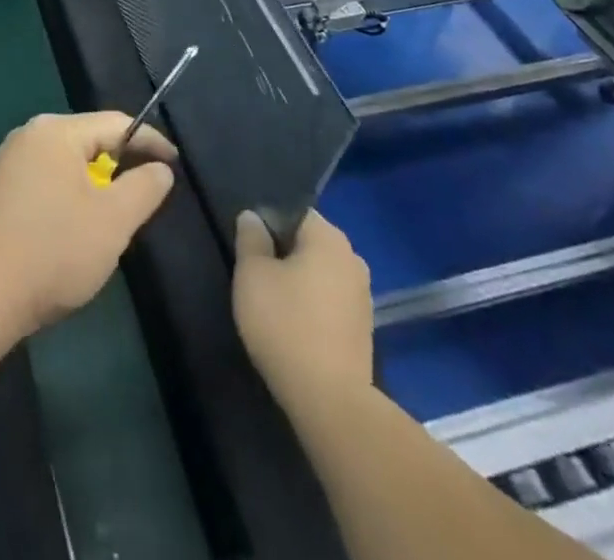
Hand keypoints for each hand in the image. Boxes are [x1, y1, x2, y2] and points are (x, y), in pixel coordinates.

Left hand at [0, 112, 175, 337]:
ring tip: (110, 220)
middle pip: (89, 140)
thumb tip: (160, 168)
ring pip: (66, 163)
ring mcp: (7, 161)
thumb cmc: (53, 251)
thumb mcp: (114, 221)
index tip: (175, 165)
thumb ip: (144, 187)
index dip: (151, 142)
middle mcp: (28, 135)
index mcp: (56, 131)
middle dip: (119, 166)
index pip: (116, 124)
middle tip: (143, 199)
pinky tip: (70, 231)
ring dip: (93, 186)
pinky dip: (67, 197)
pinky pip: (45, 180)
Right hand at [233, 209, 373, 414]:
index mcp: (329, 237)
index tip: (250, 246)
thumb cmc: (285, 323)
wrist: (331, 401)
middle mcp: (353, 258)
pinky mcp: (364, 330)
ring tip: (272, 303)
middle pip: (309, 243)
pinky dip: (313, 307)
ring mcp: (363, 296)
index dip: (268, 224)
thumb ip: (250, 238)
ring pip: (320, 274)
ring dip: (299, 282)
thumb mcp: (252, 274)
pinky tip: (293, 327)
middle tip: (256, 275)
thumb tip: (253, 218)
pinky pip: (330, 302)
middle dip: (284, 254)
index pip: (294, 212)